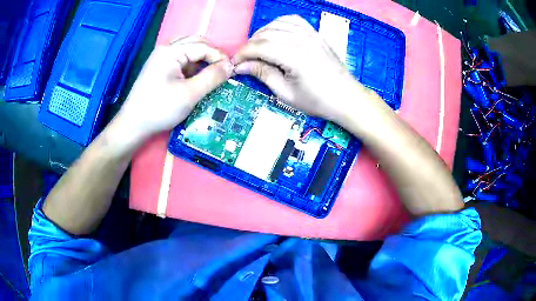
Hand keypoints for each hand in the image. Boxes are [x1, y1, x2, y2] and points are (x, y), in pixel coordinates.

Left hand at [116, 36, 232, 142]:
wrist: (133, 125)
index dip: (219, 56)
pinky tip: (194, 77)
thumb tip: (230, 66)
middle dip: (211, 54)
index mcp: (171, 52)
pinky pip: (179, 59)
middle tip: (222, 69)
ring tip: (210, 73)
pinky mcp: (158, 68)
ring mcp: (159, 58)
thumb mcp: (190, 94)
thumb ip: (212, 77)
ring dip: (201, 58)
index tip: (232, 70)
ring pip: (187, 50)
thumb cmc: (160, 109)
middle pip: (195, 42)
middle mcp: (165, 49)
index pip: (203, 46)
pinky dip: (191, 65)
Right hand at [232, 15, 376, 121]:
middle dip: (250, 45)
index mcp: (294, 56)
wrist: (347, 97)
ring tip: (258, 48)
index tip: (235, 63)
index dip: (242, 53)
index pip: (259, 46)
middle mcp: (301, 39)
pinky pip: (292, 20)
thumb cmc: (319, 101)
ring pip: (276, 24)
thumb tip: (241, 66)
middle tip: (245, 59)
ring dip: (262, 34)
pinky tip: (276, 34)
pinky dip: (279, 24)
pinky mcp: (315, 33)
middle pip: (265, 33)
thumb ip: (263, 74)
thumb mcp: (286, 94)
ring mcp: (310, 34)